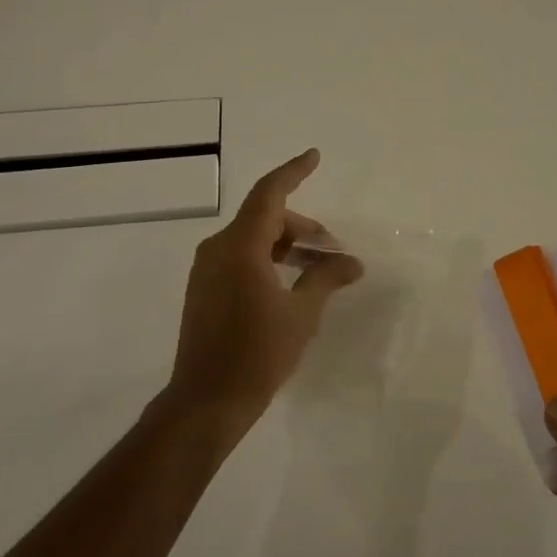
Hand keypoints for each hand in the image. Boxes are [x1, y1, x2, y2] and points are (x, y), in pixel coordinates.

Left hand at [163, 150, 363, 436]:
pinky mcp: (205, 290)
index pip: (269, 195)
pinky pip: (240, 259)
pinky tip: (291, 285)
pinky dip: (268, 261)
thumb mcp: (301, 313)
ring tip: (319, 271)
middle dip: (302, 228)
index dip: (293, 172)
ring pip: (253, 241)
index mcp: (240, 247)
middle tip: (333, 252)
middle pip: (264, 219)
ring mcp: (207, 270)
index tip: (314, 156)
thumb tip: (352, 263)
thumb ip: (326, 279)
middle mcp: (218, 250)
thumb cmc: (258, 353)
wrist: (207, 399)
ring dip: (286, 247)